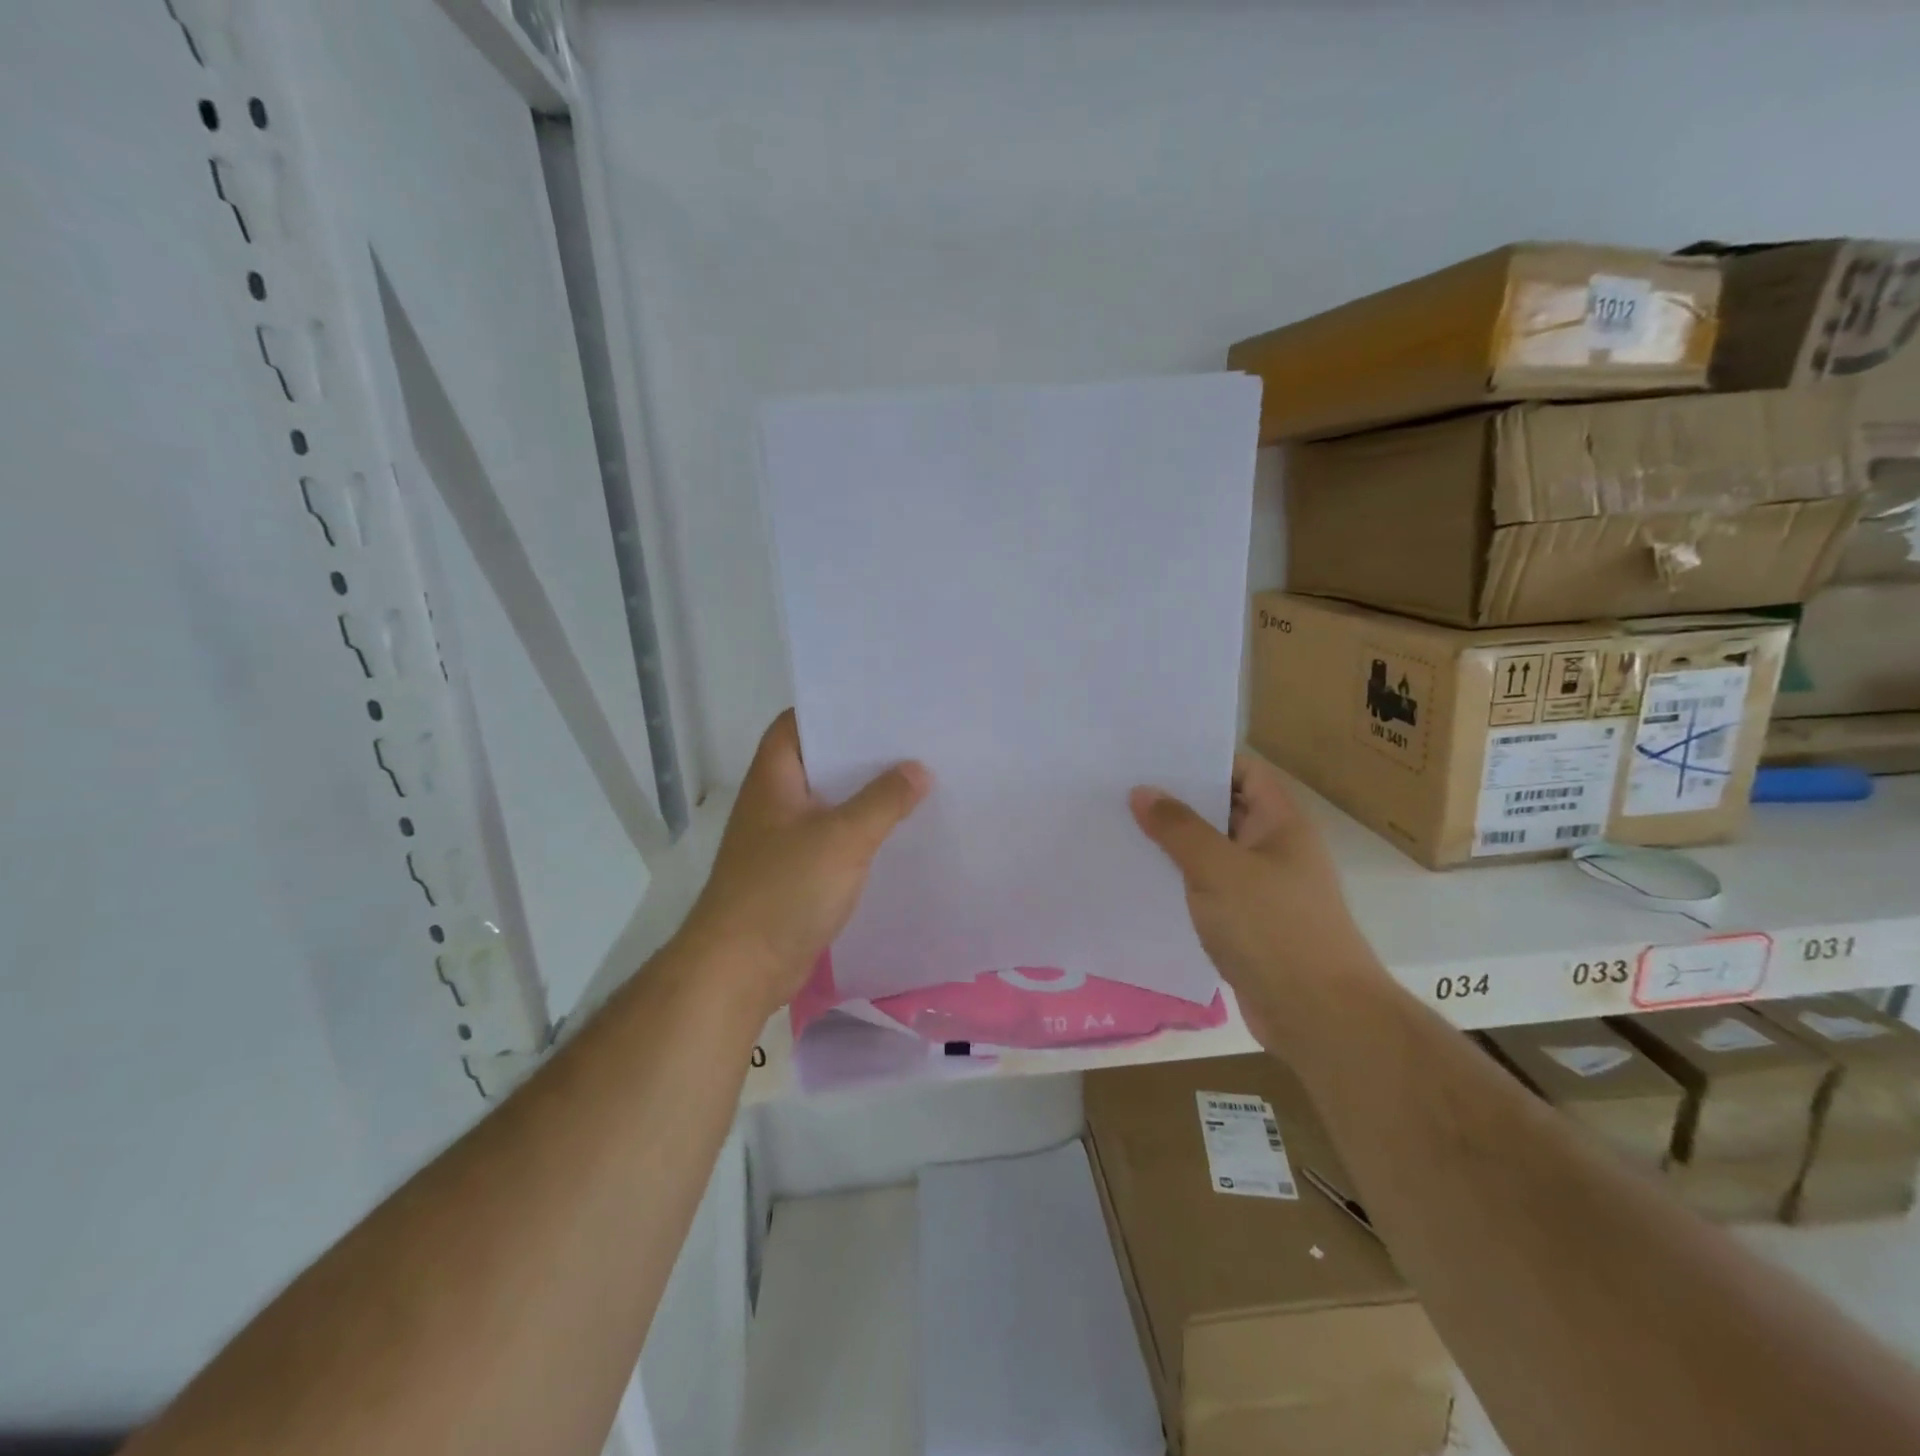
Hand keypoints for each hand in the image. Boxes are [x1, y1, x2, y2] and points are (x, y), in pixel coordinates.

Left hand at [677, 711, 929, 1015]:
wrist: (740, 968)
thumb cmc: (784, 890)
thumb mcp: (843, 838)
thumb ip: (883, 801)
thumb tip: (919, 769)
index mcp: (775, 778)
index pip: (798, 723)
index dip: (834, 709)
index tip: (881, 704)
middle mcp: (775, 801)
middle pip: (820, 762)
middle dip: (863, 753)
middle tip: (914, 740)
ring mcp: (783, 839)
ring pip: (830, 803)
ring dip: (865, 795)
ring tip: (917, 780)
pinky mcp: (795, 873)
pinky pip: (833, 839)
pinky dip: (861, 833)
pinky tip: (897, 833)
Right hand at [1131, 751, 1383, 1055]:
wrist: (1317, 1015)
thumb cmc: (1273, 928)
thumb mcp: (1218, 869)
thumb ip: (1178, 827)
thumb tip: (1142, 790)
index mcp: (1281, 822)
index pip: (1243, 771)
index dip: (1203, 758)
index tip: (1153, 755)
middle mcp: (1275, 848)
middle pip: (1224, 809)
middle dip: (1178, 800)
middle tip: (1122, 787)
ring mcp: (1263, 888)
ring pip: (1212, 853)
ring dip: (1175, 844)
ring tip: (1120, 827)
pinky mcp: (1249, 924)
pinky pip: (1209, 890)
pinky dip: (1181, 882)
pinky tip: (1141, 880)